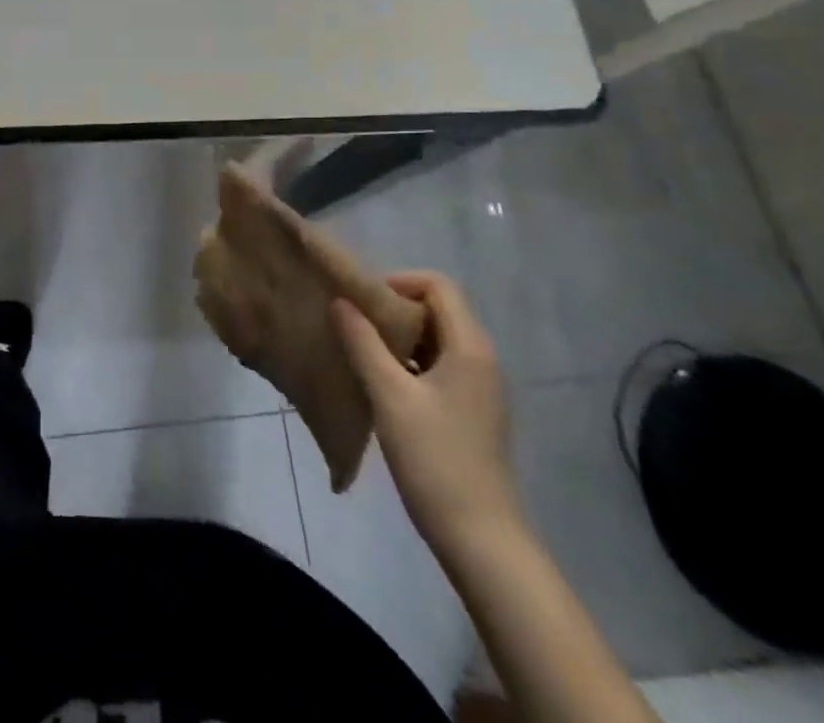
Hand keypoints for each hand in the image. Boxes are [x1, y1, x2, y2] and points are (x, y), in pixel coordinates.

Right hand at [332, 270, 523, 555]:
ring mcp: (479, 388)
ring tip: (359, 351)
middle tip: (354, 324)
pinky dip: (408, 363)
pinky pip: (438, 367)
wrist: (483, 542)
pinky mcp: (471, 413)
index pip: (437, 285)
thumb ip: (363, 343)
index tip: (362, 302)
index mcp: (470, 347)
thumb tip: (340, 301)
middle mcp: (481, 359)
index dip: (398, 282)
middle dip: (393, 309)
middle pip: (437, 309)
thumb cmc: (436, 460)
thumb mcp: (390, 396)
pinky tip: (380, 384)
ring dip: (398, 338)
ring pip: (435, 340)